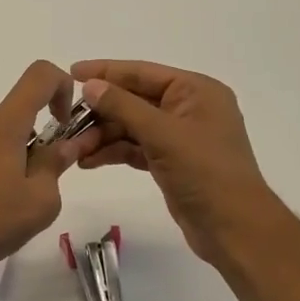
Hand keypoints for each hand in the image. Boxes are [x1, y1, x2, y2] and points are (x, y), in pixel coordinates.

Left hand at [0, 61, 81, 287]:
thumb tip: (64, 145)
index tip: (63, 123)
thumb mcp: (40, 201)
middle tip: (33, 188)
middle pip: (15, 117)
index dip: (63, 87)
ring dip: (8, 160)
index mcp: (1, 122)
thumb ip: (56, 165)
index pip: (39, 76)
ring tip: (4, 206)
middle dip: (33, 144)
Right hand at [71, 59, 280, 270]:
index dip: (106, 71)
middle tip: (65, 119)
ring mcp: (178, 136)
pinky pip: (134, 147)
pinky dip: (113, 152)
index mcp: (195, 91)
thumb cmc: (205, 172)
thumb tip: (90, 85)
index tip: (71, 71)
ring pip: (130, 126)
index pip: (142, 72)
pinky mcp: (170, 161)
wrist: (234, 229)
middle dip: (100, 111)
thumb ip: (123, 106)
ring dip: (102, 135)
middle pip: (133, 100)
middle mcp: (187, 108)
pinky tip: (88, 161)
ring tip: (72, 149)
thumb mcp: (162, 134)